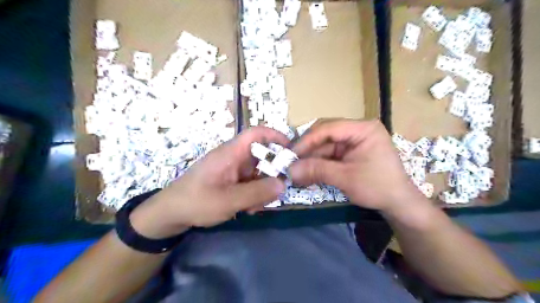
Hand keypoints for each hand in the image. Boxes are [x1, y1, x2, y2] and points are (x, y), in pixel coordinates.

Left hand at [130, 126, 288, 237]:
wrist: (170, 214)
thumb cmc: (196, 202)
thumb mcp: (228, 201)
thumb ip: (257, 193)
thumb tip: (283, 184)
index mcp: (231, 153)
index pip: (255, 134)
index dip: (275, 136)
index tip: (291, 149)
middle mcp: (233, 158)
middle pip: (261, 156)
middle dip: (272, 173)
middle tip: (278, 190)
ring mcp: (232, 169)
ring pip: (257, 172)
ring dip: (262, 187)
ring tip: (258, 206)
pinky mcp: (229, 180)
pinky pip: (249, 182)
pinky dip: (253, 193)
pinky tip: (249, 209)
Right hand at [288, 118, 427, 212]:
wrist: (399, 203)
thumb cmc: (378, 187)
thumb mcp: (345, 178)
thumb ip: (316, 171)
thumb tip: (289, 171)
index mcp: (363, 129)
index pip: (329, 128)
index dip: (307, 140)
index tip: (291, 154)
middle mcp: (358, 130)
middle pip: (325, 134)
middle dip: (308, 149)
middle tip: (291, 162)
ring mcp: (354, 141)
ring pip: (325, 145)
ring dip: (311, 157)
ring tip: (296, 170)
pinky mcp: (351, 151)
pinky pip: (330, 153)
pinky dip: (318, 163)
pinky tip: (307, 172)